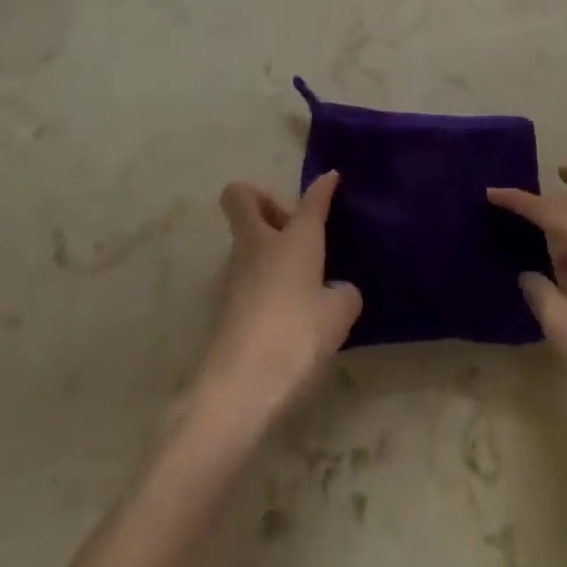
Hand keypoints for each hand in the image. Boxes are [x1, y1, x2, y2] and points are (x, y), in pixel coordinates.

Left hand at [190, 173, 362, 432]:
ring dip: (264, 247)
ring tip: (296, 280)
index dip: (322, 188)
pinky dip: (261, 281)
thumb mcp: (337, 316)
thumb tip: (338, 291)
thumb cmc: (295, 336)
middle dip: (262, 199)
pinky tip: (282, 312)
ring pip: (243, 240)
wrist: (238, 387)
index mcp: (294, 237)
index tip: (331, 179)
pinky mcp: (222, 305)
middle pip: (242, 198)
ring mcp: (233, 273)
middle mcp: (258, 244)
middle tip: (290, 226)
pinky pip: (244, 276)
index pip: (311, 200)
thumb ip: (343, 295)